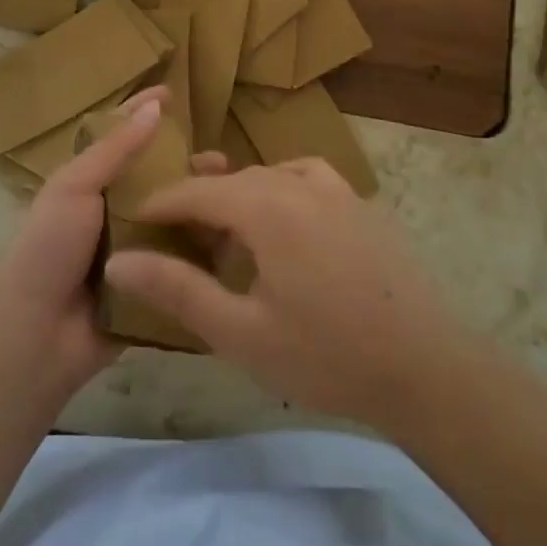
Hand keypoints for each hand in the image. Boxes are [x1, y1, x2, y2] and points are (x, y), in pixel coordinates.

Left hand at [0, 88, 227, 400]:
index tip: (174, 93)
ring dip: (204, 206)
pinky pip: (184, 262)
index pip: (121, 137)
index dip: (143, 113)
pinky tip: (238, 241)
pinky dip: (207, 250)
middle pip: (159, 179)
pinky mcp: (153, 285)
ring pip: (177, 218)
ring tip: (237, 197)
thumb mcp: (74, 187)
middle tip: (224, 162)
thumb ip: (115, 149)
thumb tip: (155, 106)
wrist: (38, 334)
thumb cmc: (50, 248)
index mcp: (91, 184)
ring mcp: (136, 250)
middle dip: (189, 166)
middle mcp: (116, 212)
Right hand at [104, 158, 463, 431]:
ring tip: (222, 231)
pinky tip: (283, 224)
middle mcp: (300, 183)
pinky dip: (281, 191)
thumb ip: (177, 289)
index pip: (195, 190)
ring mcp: (338, 189)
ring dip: (239, 195)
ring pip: (270, 176)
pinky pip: (307, 180)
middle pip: (233, 179)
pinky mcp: (363, 205)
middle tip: (171, 237)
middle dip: (197, 201)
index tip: (131, 220)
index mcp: (267, 206)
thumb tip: (119, 260)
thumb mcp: (240, 332)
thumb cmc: (327, 356)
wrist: (428, 369)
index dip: (159, 203)